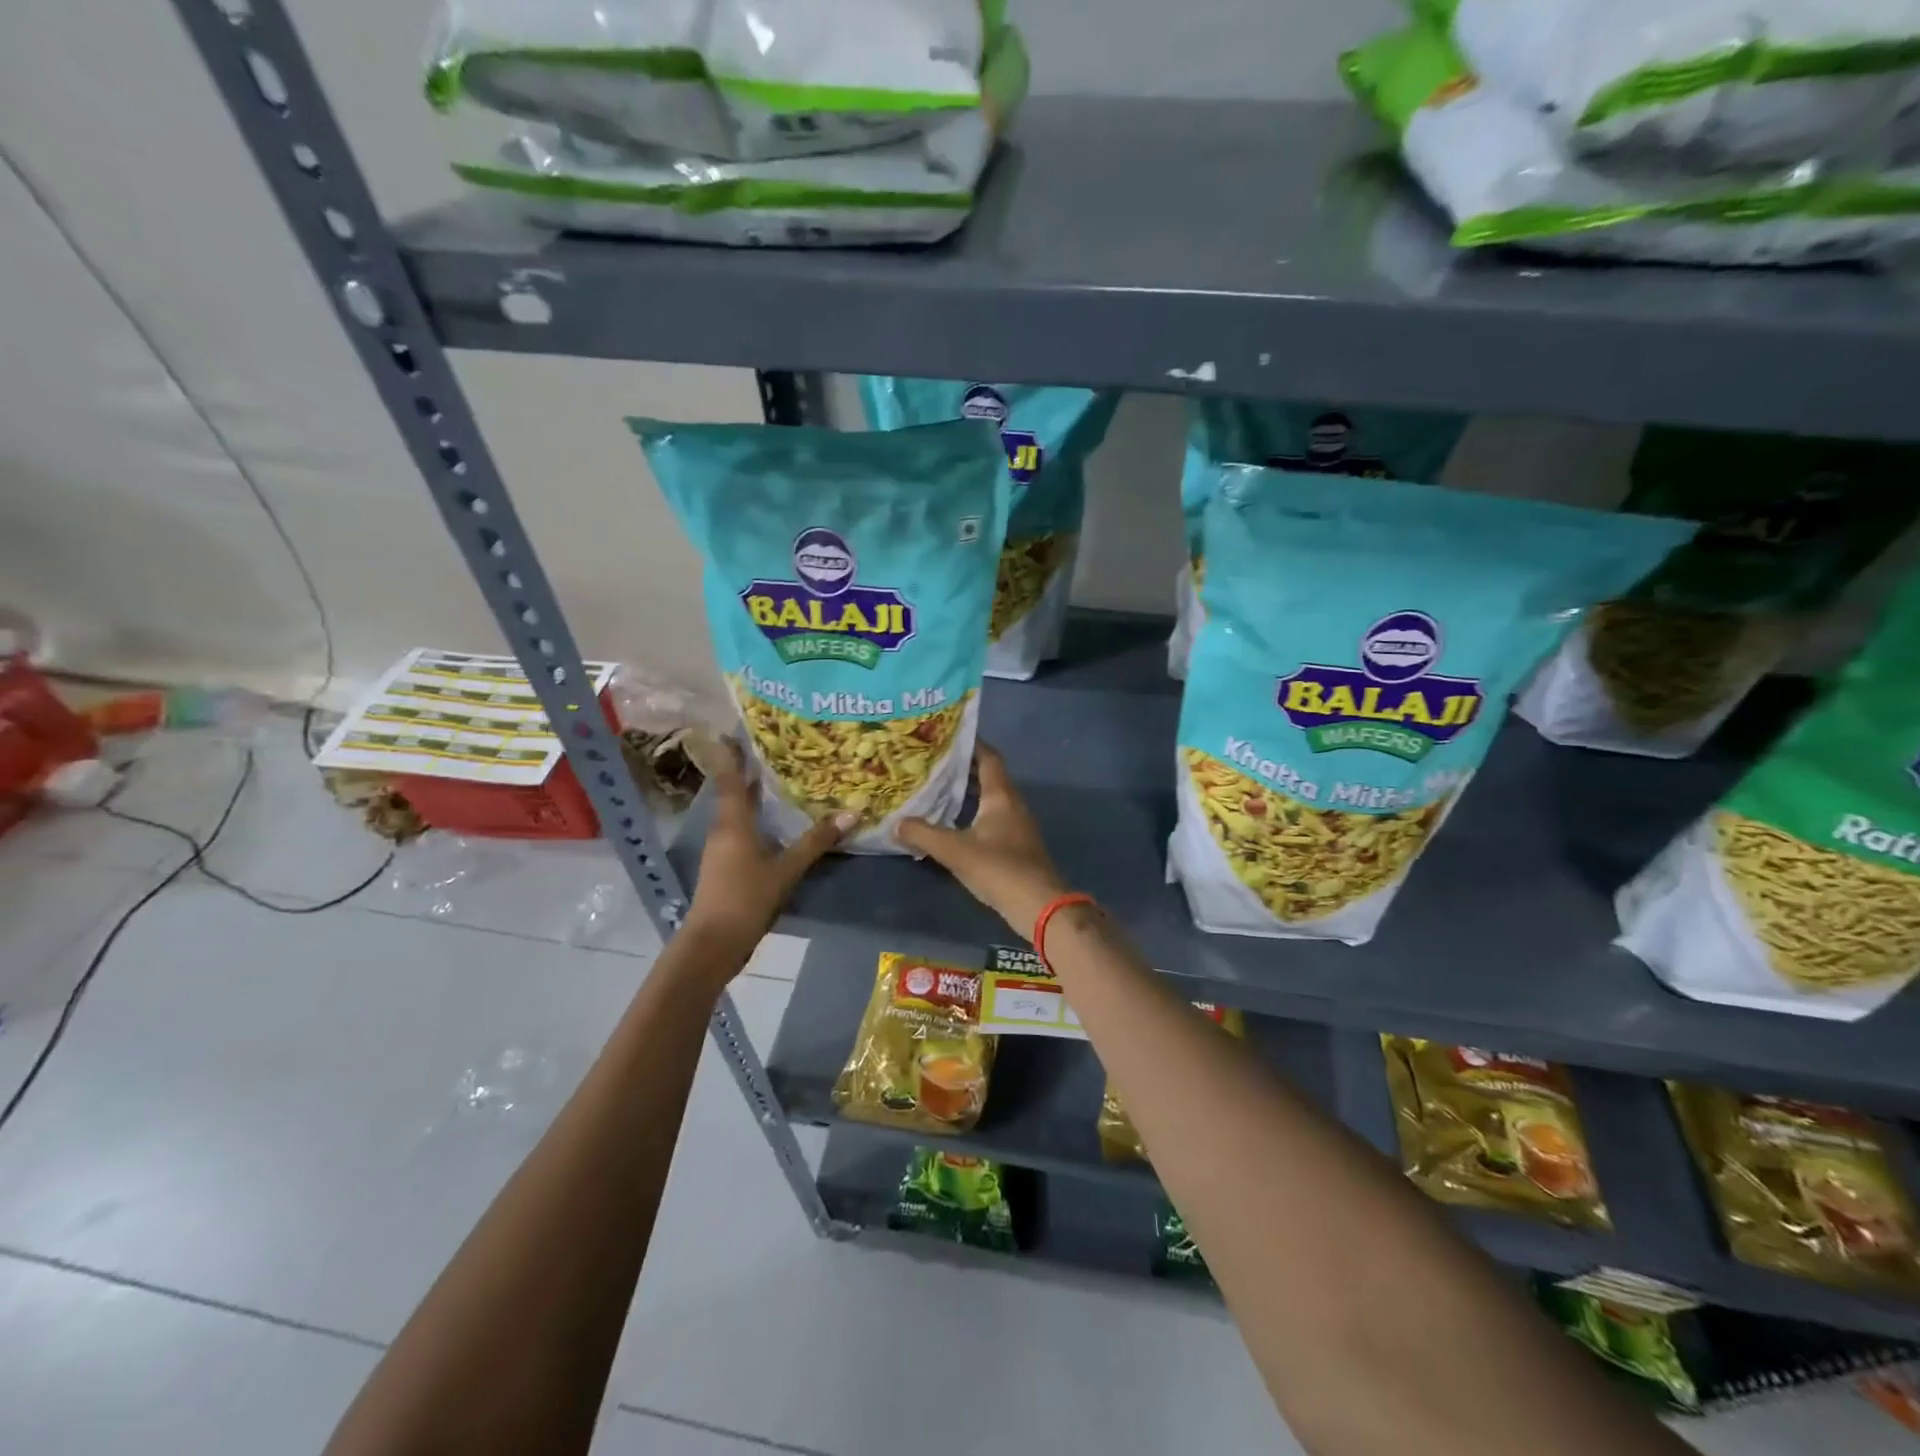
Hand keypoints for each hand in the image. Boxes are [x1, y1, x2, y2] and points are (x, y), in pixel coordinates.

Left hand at [682, 741, 849, 956]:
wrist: (714, 943)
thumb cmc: (746, 898)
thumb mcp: (786, 869)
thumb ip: (816, 841)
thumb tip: (852, 813)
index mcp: (732, 822)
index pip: (730, 778)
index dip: (732, 754)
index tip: (735, 729)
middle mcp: (723, 829)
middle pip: (733, 792)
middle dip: (748, 771)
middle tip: (773, 749)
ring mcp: (722, 850)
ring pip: (738, 812)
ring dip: (753, 795)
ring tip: (779, 779)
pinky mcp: (726, 867)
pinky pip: (742, 831)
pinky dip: (756, 819)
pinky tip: (776, 822)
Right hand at [896, 743, 1067, 937]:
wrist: (1039, 906)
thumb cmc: (999, 869)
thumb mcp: (955, 850)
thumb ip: (924, 834)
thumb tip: (896, 822)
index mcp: (1001, 795)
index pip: (987, 757)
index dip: (970, 743)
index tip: (945, 734)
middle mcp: (1011, 803)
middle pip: (987, 776)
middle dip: (961, 767)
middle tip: (930, 761)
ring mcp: (1015, 825)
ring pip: (988, 798)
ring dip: (965, 791)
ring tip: (934, 788)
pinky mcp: (1014, 845)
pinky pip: (989, 818)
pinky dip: (970, 813)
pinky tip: (951, 823)